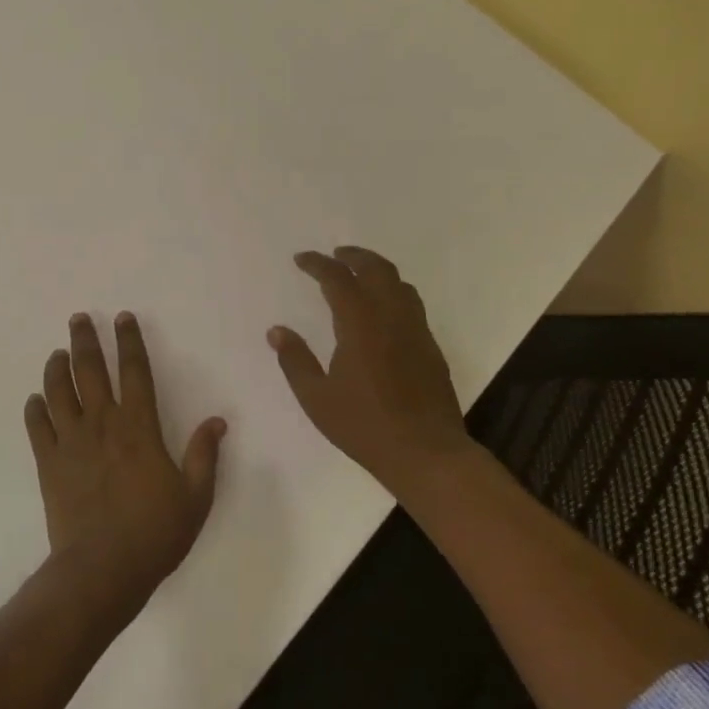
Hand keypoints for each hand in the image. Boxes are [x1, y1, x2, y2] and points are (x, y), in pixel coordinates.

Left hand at [25, 312, 225, 620]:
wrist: (102, 569)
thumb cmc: (154, 533)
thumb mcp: (195, 497)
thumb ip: (205, 455)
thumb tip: (217, 421)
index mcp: (139, 427)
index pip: (135, 371)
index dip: (130, 341)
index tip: (123, 318)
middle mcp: (102, 423)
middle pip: (89, 370)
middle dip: (85, 340)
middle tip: (78, 319)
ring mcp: (70, 441)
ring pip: (58, 391)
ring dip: (56, 367)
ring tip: (57, 353)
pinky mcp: (48, 463)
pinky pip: (37, 426)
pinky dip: (35, 408)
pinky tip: (36, 399)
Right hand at [268, 247, 474, 498]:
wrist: (426, 453)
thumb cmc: (364, 426)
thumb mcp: (317, 398)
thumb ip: (295, 360)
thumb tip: (277, 331)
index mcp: (361, 325)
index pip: (338, 279)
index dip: (318, 264)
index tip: (301, 259)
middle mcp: (392, 318)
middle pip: (376, 269)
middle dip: (353, 256)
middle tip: (334, 255)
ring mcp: (416, 331)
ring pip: (400, 283)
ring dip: (377, 270)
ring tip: (359, 274)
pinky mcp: (430, 347)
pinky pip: (412, 303)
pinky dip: (393, 291)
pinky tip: (382, 309)